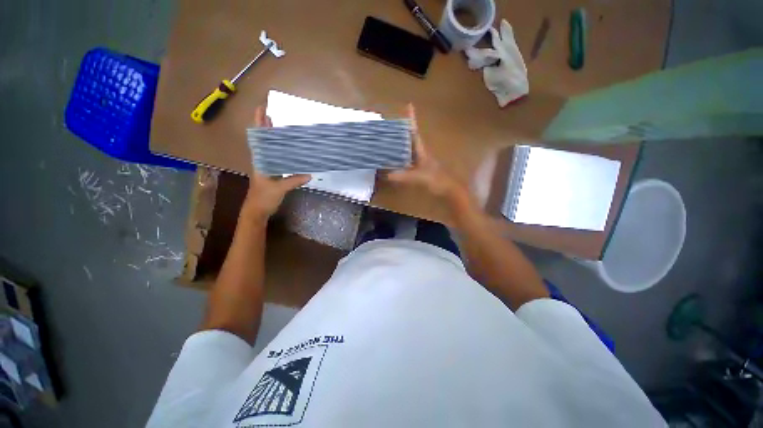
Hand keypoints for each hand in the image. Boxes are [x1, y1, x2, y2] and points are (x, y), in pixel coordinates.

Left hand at [241, 107, 310, 222]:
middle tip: (273, 114)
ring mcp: (267, 167)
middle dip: (266, 127)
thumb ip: (293, 181)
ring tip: (279, 127)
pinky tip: (288, 150)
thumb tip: (310, 174)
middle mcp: (263, 161)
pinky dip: (281, 151)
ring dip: (273, 138)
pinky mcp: (273, 174)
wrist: (257, 210)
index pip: (259, 139)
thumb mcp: (279, 189)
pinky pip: (277, 158)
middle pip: (263, 141)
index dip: (259, 124)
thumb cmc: (264, 198)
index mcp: (261, 161)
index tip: (262, 109)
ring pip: (269, 148)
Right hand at [386, 105, 463, 198]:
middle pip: (410, 138)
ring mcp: (420, 161)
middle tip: (388, 125)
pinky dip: (399, 157)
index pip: (415, 132)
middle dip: (400, 130)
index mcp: (421, 150)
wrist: (448, 189)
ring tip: (387, 140)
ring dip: (399, 143)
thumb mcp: (419, 177)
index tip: (409, 105)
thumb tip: (386, 175)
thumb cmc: (437, 179)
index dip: (412, 119)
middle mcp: (420, 153)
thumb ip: (403, 176)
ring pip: (408, 149)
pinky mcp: (419, 169)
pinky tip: (392, 160)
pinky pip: (407, 159)